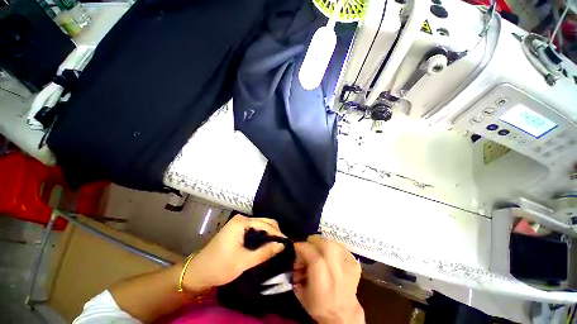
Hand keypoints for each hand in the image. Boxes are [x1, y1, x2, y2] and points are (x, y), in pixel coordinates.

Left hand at [182, 215, 285, 291]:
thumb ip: (264, 252)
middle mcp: (242, 219)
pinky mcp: (238, 230)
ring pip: (260, 226)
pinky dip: (262, 237)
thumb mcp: (244, 261)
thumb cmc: (219, 266)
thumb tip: (282, 245)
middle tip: (282, 246)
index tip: (287, 244)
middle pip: (264, 222)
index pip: (266, 224)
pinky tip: (266, 245)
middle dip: (274, 233)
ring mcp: (239, 224)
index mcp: (242, 222)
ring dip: (269, 235)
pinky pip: (255, 230)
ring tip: (277, 246)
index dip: (277, 234)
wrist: (197, 273)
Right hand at [293, 235, 364, 323]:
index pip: (314, 257)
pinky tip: (328, 255)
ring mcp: (349, 267)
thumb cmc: (318, 305)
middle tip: (307, 247)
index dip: (303, 247)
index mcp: (323, 284)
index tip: (296, 247)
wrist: (343, 314)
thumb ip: (297, 270)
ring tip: (317, 250)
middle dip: (313, 241)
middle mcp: (338, 273)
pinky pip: (339, 246)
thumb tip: (297, 253)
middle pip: (325, 245)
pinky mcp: (355, 263)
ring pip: (332, 242)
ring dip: (321, 242)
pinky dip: (331, 246)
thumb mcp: (300, 292)